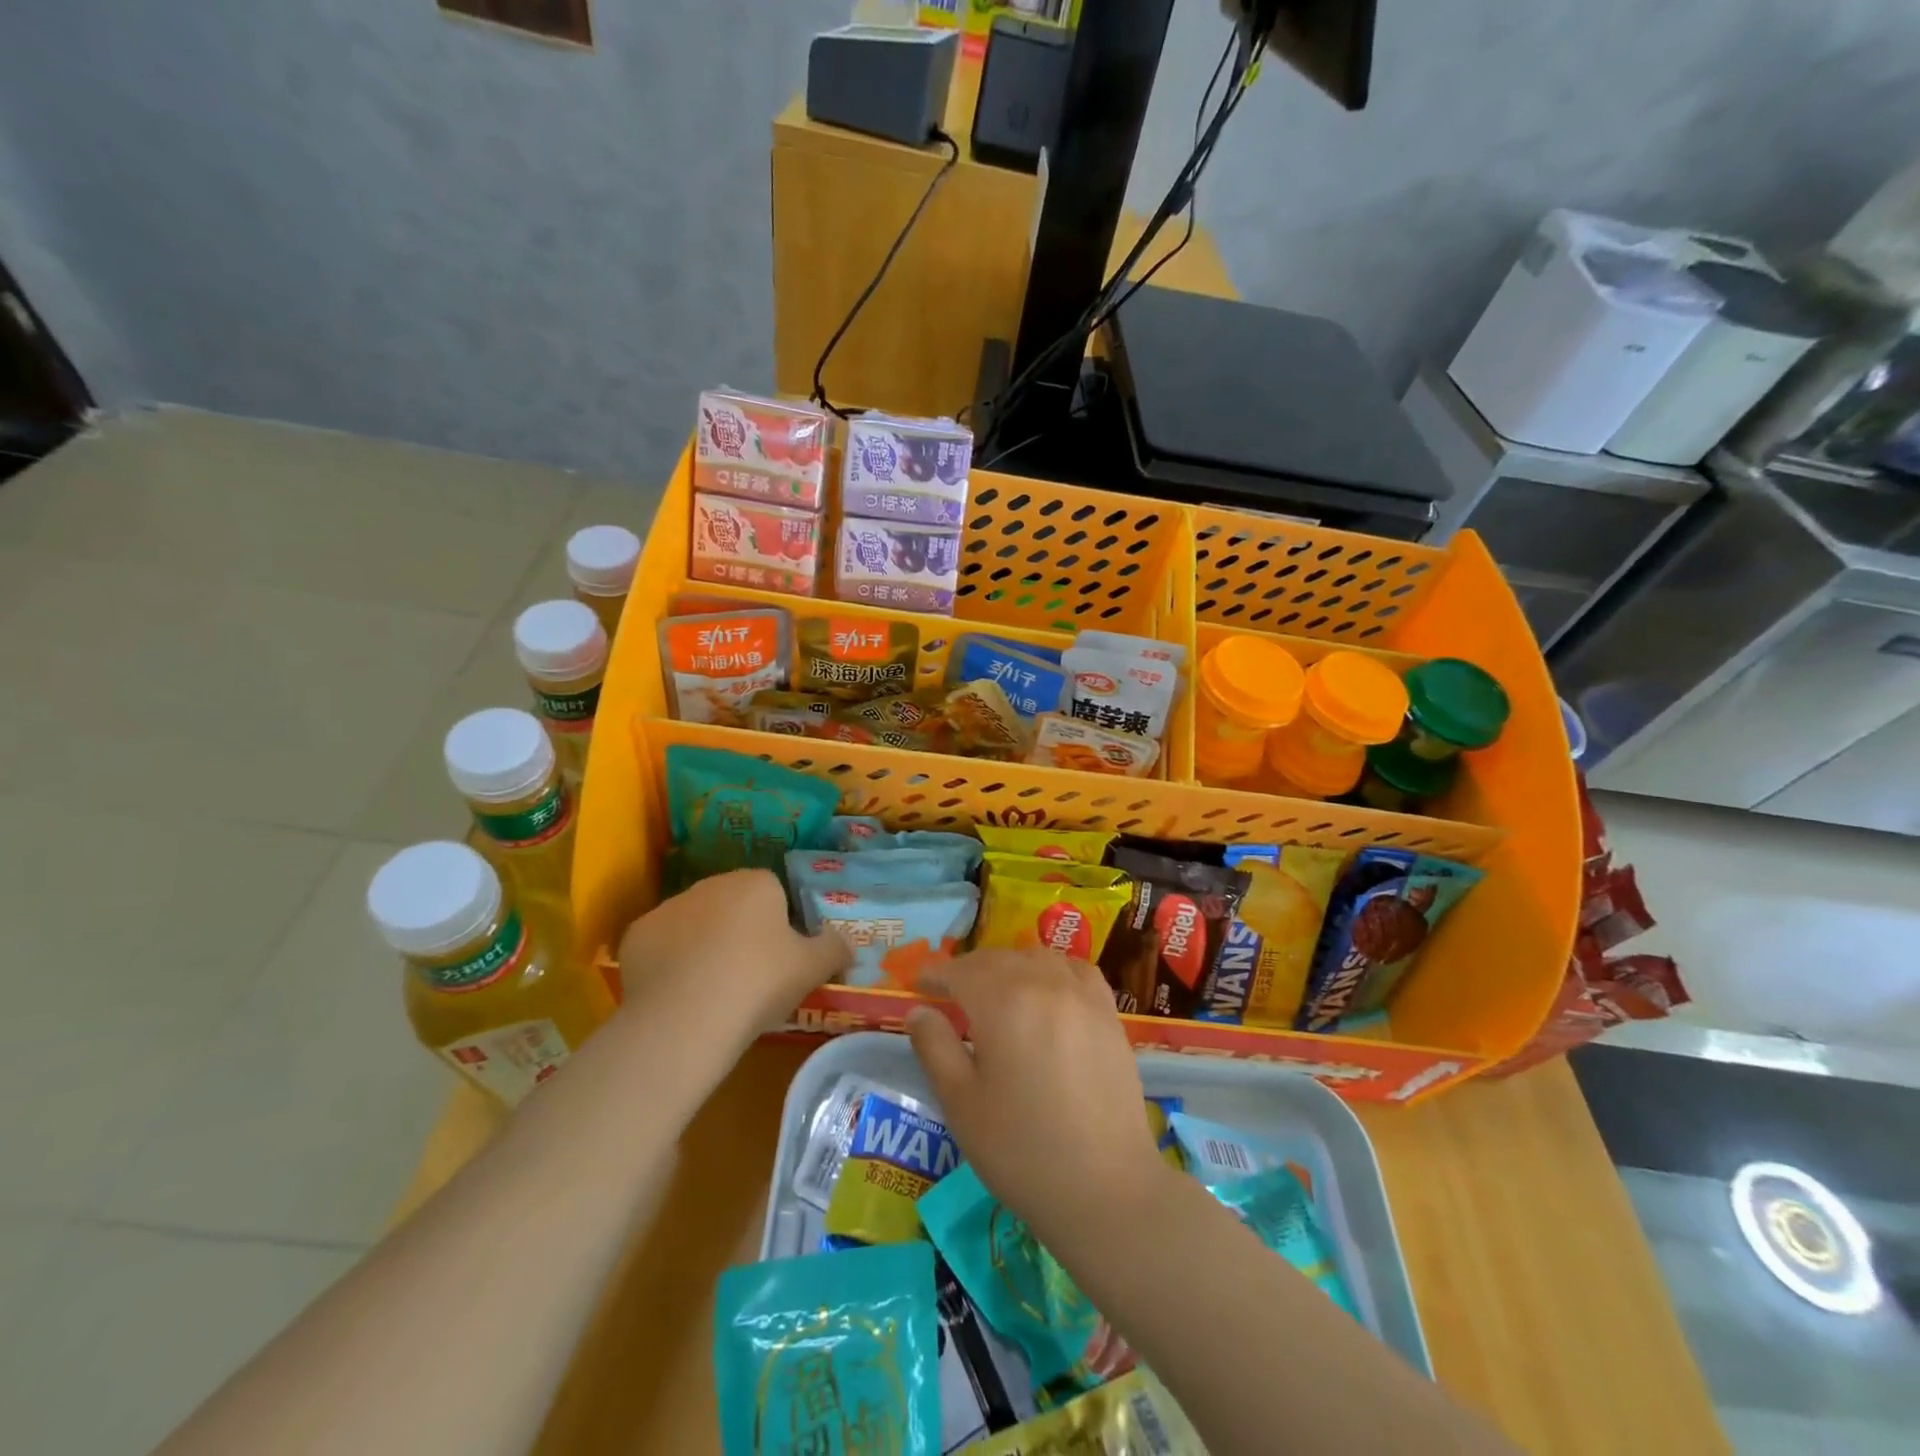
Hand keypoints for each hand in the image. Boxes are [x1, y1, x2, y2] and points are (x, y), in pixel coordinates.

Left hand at [615, 870, 848, 1042]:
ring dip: (704, 946)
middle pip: (732, 905)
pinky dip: (670, 964)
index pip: (774, 894)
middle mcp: (711, 884)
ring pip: (695, 924)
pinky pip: (662, 946)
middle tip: (749, 978)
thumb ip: (836, 948)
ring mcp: (669, 908)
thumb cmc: (759, 983)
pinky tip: (678, 995)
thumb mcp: (813, 968)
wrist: (686, 1019)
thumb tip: (847, 942)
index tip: (780, 961)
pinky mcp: (636, 936)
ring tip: (711, 991)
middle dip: (740, 932)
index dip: (779, 927)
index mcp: (756, 883)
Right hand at [907, 950, 1168, 1242]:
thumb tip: (918, 1010)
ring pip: (1035, 958)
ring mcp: (1081, 994)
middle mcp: (1043, 983)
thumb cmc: (1021, 1150)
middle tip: (949, 993)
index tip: (918, 983)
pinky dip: (1052, 969)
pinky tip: (1047, 989)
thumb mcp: (961, 1103)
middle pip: (997, 960)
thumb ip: (935, 1047)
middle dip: (968, 971)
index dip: (935, 973)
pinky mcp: (1108, 1013)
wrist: (1106, 1188)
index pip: (960, 971)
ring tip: (995, 992)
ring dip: (1008, 966)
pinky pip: (1075, 969)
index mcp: (1003, 1002)